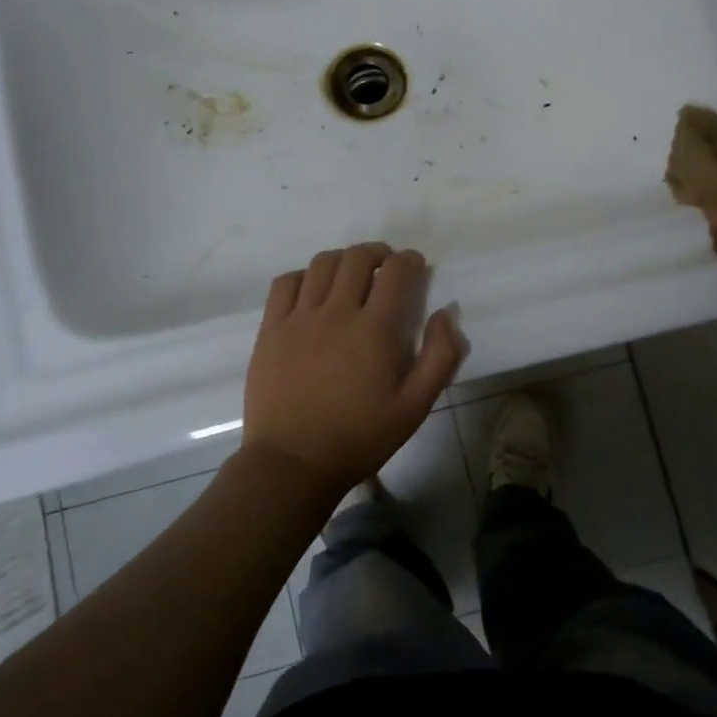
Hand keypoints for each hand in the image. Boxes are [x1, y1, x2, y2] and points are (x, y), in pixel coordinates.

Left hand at [242, 244, 464, 496]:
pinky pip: (286, 283)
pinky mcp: (270, 329)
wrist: (294, 463)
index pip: (396, 272)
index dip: (410, 261)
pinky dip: (305, 276)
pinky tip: (313, 291)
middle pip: (358, 258)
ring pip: (322, 263)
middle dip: (379, 254)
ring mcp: (298, 318)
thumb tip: (446, 313)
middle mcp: (336, 312)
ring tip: (352, 275)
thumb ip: (440, 356)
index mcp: (374, 329)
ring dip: (344, 260)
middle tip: (387, 268)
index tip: (415, 268)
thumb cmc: (360, 437)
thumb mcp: (416, 406)